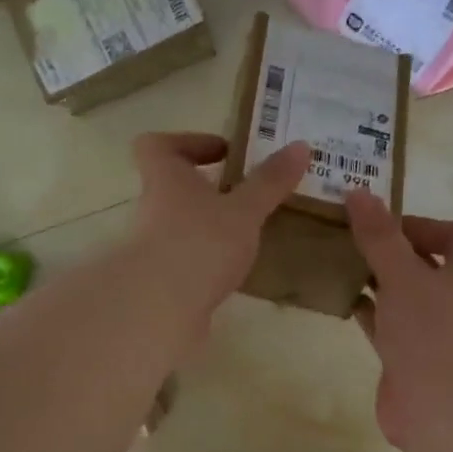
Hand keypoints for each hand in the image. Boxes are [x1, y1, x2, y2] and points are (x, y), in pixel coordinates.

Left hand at [128, 131, 309, 325]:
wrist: (158, 309)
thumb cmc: (200, 244)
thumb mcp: (244, 211)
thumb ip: (269, 182)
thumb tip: (301, 146)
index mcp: (166, 179)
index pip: (157, 146)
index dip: (186, 142)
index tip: (222, 152)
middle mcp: (152, 209)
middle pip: (171, 188)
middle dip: (206, 190)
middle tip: (244, 197)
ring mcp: (152, 248)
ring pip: (178, 227)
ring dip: (207, 228)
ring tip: (245, 238)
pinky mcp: (159, 282)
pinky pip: (183, 261)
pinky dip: (205, 262)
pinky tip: (232, 273)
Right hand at [344, 190, 452, 451]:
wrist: (444, 410)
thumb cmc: (433, 332)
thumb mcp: (403, 275)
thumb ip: (379, 236)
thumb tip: (358, 193)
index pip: (452, 233)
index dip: (417, 224)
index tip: (377, 224)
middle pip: (423, 263)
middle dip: (387, 251)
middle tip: (346, 239)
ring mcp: (437, 330)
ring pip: (403, 295)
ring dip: (375, 281)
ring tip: (336, 264)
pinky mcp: (414, 357)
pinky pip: (390, 324)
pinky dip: (369, 311)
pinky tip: (340, 300)